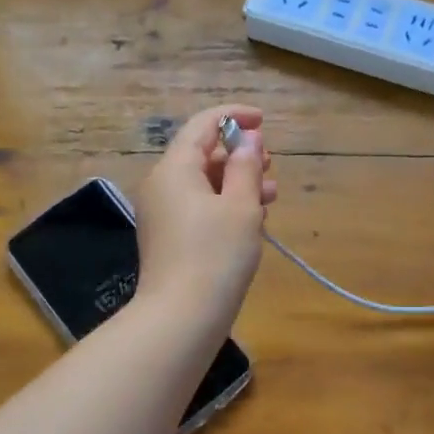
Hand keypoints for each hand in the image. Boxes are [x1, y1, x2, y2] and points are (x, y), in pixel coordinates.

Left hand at [134, 104, 275, 333]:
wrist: (182, 317)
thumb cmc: (216, 255)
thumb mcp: (241, 206)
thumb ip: (246, 167)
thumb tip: (248, 140)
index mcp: (175, 169)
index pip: (202, 125)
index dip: (234, 116)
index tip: (264, 121)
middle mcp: (162, 185)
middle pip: (201, 154)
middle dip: (238, 154)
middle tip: (271, 164)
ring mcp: (162, 213)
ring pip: (203, 183)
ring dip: (237, 182)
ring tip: (272, 193)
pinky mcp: (169, 238)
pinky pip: (198, 207)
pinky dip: (225, 204)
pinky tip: (252, 218)